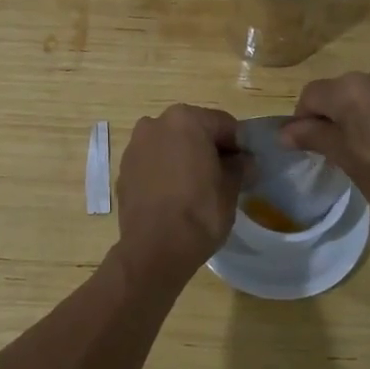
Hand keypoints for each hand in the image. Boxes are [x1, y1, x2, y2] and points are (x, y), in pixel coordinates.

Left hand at [116, 105, 246, 279]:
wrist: (154, 249)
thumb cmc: (199, 212)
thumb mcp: (230, 188)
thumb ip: (239, 166)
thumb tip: (244, 161)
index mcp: (185, 119)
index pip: (223, 124)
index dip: (238, 145)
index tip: (246, 166)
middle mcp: (155, 123)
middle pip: (193, 130)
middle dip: (208, 148)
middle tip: (223, 176)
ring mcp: (135, 146)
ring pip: (169, 145)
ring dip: (184, 157)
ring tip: (197, 187)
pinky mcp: (123, 169)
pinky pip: (152, 162)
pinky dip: (164, 171)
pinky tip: (174, 195)